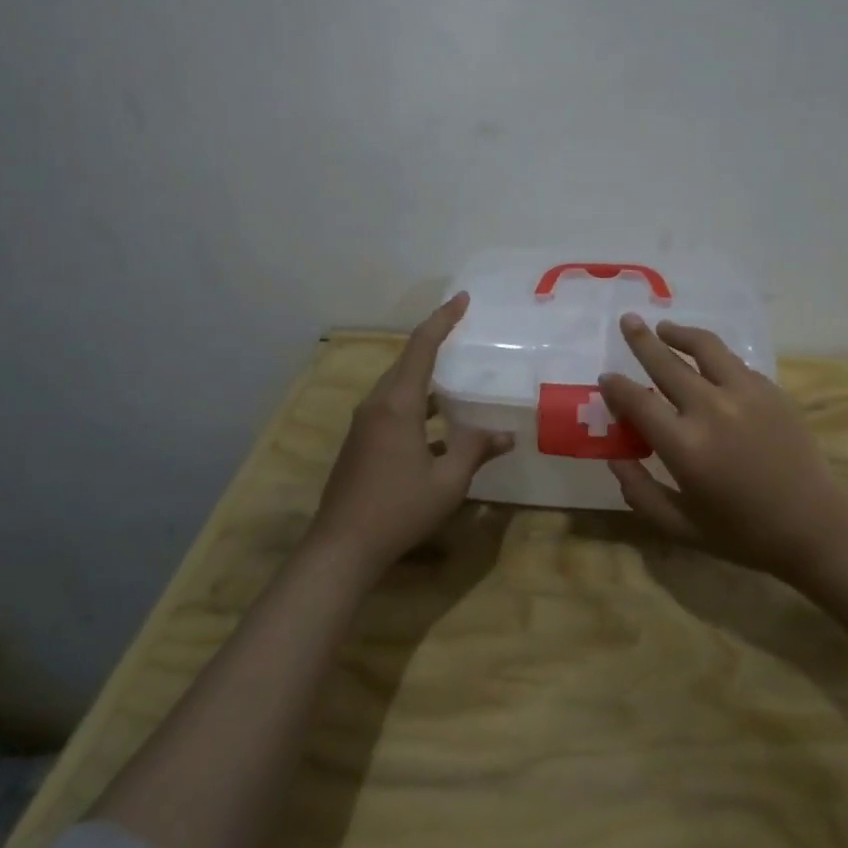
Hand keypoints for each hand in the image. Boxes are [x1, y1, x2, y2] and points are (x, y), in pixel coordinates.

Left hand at [309, 292, 513, 579]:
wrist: (341, 548)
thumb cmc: (399, 509)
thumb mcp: (448, 481)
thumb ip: (476, 450)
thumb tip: (506, 435)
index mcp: (398, 404)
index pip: (421, 346)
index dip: (443, 320)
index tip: (462, 299)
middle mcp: (377, 405)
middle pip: (407, 362)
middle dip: (434, 343)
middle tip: (463, 332)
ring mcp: (364, 425)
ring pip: (398, 387)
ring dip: (425, 377)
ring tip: (455, 378)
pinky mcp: (360, 444)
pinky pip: (391, 409)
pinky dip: (416, 405)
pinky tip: (437, 427)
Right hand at [600, 314, 847, 585]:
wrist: (813, 525)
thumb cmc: (742, 532)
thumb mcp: (680, 526)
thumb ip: (640, 492)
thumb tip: (614, 459)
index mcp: (684, 446)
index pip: (638, 401)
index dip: (617, 387)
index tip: (606, 377)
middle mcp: (710, 409)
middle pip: (666, 362)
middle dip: (641, 340)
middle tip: (628, 320)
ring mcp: (744, 393)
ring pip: (704, 347)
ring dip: (679, 333)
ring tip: (665, 327)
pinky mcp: (770, 390)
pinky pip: (734, 362)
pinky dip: (713, 356)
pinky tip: (706, 361)